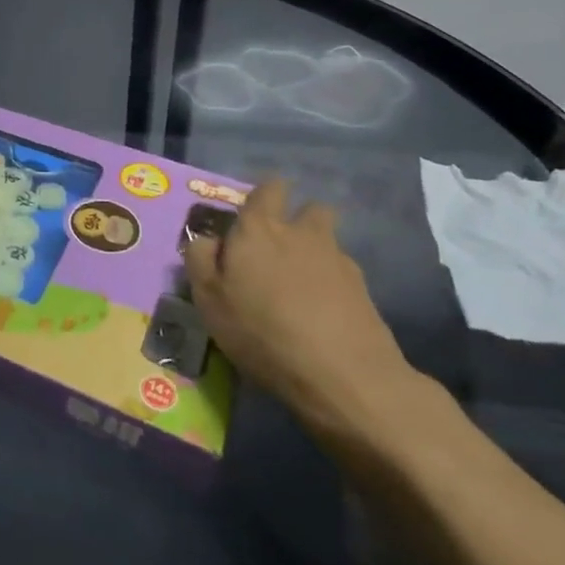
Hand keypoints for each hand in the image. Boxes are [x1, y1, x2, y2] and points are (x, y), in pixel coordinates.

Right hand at [184, 180, 415, 432]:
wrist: (344, 376)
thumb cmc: (262, 331)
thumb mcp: (209, 299)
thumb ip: (201, 259)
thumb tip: (208, 240)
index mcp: (258, 228)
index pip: (268, 189)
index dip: (263, 198)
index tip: (252, 219)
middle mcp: (300, 232)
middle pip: (309, 208)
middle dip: (298, 218)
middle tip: (280, 249)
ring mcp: (337, 259)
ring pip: (328, 240)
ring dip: (317, 250)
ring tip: (302, 284)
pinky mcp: (364, 290)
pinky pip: (343, 273)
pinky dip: (333, 284)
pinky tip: (324, 313)